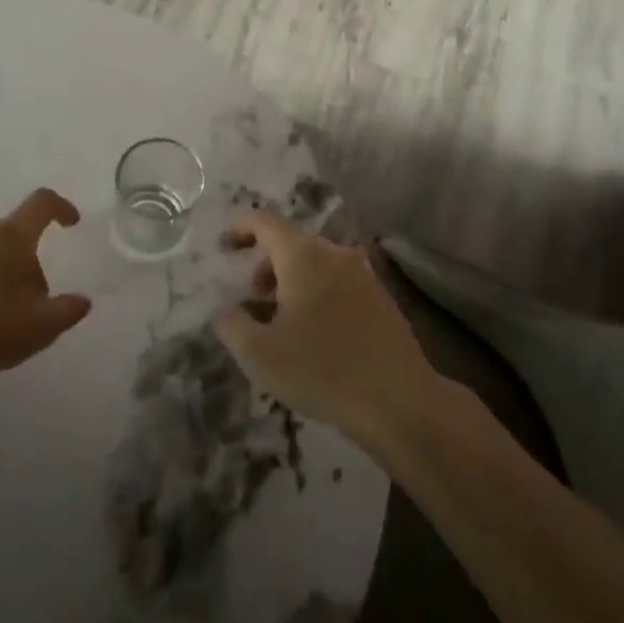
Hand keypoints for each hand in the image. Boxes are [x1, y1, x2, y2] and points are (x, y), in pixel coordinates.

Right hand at [213, 208, 438, 444]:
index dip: (239, 227)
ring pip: (315, 263)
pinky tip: (313, 333)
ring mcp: (362, 274)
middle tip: (250, 299)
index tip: (223, 248)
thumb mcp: (259, 355)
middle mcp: (334, 254)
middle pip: (290, 242)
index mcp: (303, 256)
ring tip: (279, 321)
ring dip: (290, 281)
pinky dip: (315, 292)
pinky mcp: (380, 297)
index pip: (265, 220)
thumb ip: (231, 324)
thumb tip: (227, 310)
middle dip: (264, 264)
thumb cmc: (322, 372)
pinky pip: (337, 281)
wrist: (400, 402)